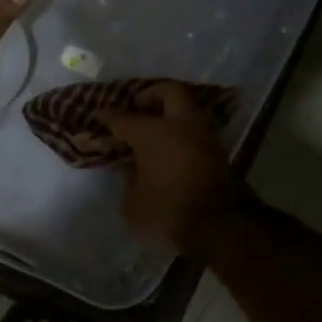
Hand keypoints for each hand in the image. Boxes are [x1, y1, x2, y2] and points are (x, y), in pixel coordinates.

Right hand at [100, 83, 250, 255]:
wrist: (221, 228)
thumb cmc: (168, 212)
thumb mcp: (133, 204)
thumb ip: (129, 182)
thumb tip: (133, 172)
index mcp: (153, 133)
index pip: (125, 118)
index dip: (110, 117)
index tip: (100, 115)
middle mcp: (181, 127)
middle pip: (171, 93)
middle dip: (153, 94)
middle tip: (138, 104)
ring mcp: (204, 139)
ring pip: (188, 113)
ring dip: (172, 116)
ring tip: (154, 130)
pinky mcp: (219, 156)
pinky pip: (195, 134)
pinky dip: (182, 136)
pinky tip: (169, 150)